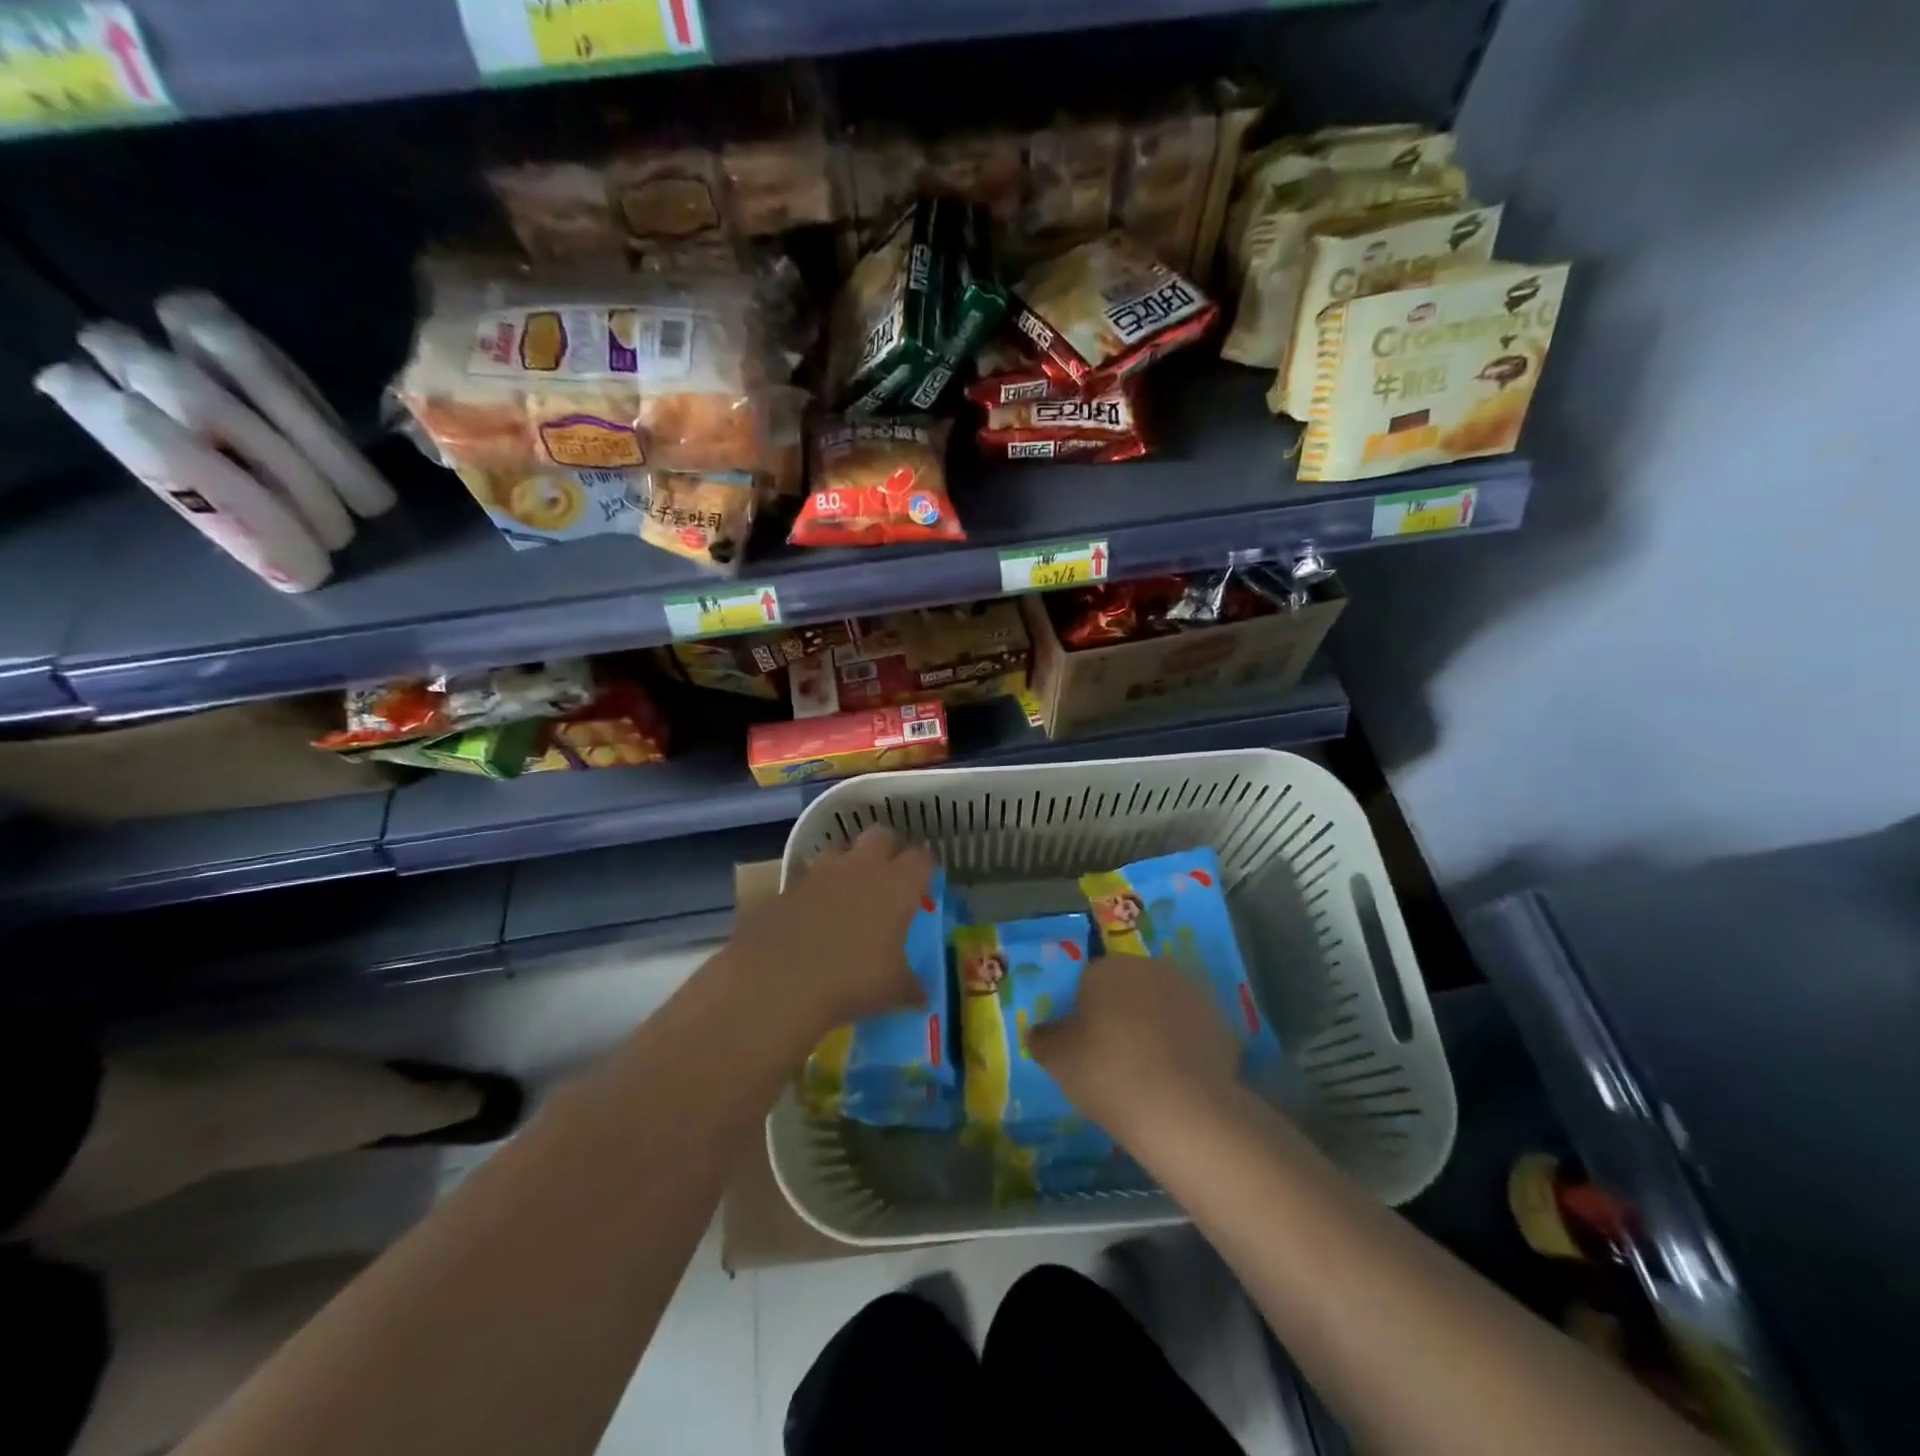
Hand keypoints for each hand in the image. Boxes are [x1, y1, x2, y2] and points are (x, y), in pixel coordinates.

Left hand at [723, 826, 932, 1037]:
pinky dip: (814, 892)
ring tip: (848, 894)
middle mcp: (861, 867)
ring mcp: (820, 873)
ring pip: (839, 851)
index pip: (921, 858)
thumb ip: (912, 988)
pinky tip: (813, 918)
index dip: (925, 867)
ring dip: (847, 865)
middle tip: (889, 877)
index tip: (925, 883)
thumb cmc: (852, 980)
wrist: (778, 980)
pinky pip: (807, 880)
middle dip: (887, 849)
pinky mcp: (786, 887)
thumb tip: (922, 997)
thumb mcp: (893, 991)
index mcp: (897, 884)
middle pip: (880, 835)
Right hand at [1030, 955, 1241, 1138]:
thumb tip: (1039, 1031)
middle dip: (1120, 1015)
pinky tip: (1176, 1081)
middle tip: (1112, 1058)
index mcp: (1108, 967)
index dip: (1083, 1014)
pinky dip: (1182, 1048)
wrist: (1184, 1110)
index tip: (1083, 1047)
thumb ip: (1044, 1039)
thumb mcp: (1057, 1060)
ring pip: (1160, 1007)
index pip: (1087, 982)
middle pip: (1127, 989)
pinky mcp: (1221, 1023)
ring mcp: (1191, 993)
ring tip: (1147, 1073)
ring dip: (1153, 1028)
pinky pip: (1190, 1032)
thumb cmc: (1108, 1074)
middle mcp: (1150, 968)